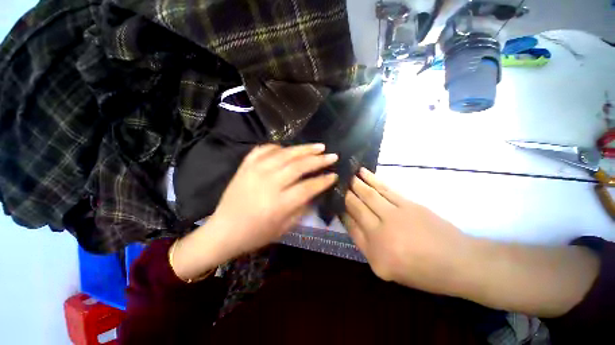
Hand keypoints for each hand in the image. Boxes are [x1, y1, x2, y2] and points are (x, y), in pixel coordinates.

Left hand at [171, 144, 337, 280]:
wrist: (223, 230)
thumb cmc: (256, 234)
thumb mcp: (285, 228)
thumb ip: (302, 208)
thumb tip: (315, 191)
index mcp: (279, 204)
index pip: (308, 187)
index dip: (324, 180)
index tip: (334, 175)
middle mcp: (268, 183)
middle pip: (299, 166)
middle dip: (319, 160)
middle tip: (332, 155)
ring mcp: (255, 171)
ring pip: (285, 154)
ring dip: (304, 149)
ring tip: (318, 146)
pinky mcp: (245, 166)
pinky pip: (264, 149)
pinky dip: (278, 147)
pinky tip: (288, 149)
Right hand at [344, 168, 471, 294]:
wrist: (458, 263)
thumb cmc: (422, 271)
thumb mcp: (388, 269)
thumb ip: (367, 245)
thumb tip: (352, 221)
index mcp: (374, 254)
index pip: (351, 227)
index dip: (342, 212)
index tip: (336, 202)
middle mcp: (380, 234)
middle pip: (356, 208)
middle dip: (345, 194)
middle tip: (337, 182)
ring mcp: (394, 217)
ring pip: (368, 195)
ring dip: (355, 183)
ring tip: (347, 174)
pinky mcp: (407, 204)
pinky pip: (384, 189)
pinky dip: (372, 179)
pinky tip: (363, 173)